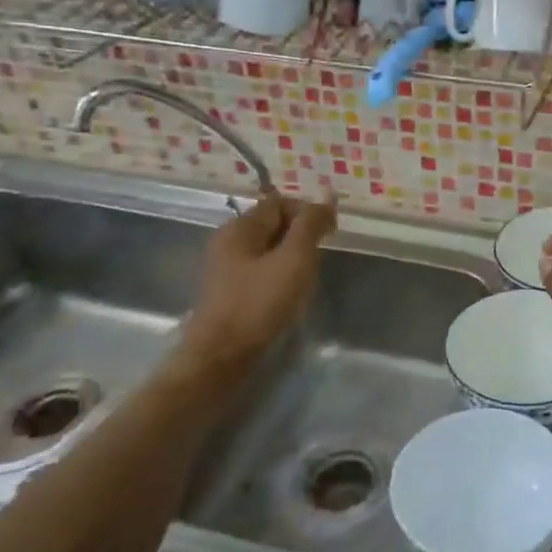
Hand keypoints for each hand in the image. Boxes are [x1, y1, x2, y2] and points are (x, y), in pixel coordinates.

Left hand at [172, 190, 336, 374]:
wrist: (221, 356)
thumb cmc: (259, 303)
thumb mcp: (294, 259)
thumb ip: (311, 225)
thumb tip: (327, 195)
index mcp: (240, 227)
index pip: (280, 202)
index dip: (308, 212)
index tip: (331, 234)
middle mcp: (229, 241)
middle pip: (273, 224)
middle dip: (301, 236)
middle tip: (319, 259)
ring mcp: (226, 268)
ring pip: (269, 249)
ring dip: (293, 258)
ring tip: (307, 279)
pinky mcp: (230, 292)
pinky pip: (261, 271)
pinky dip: (280, 276)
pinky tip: (290, 295)